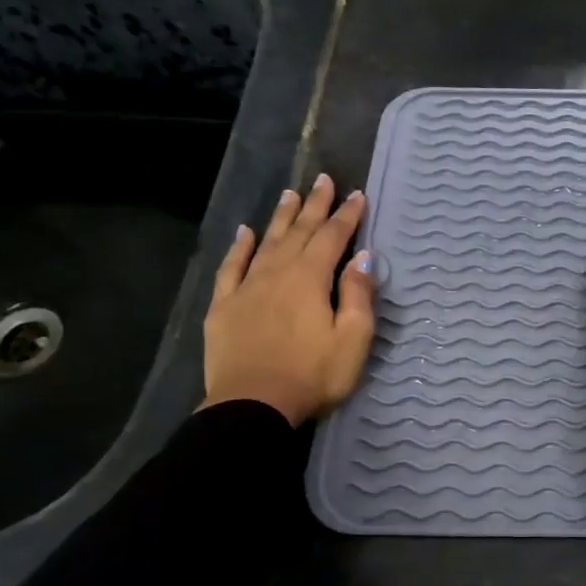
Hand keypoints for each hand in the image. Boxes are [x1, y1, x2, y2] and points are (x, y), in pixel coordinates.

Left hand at [201, 175, 373, 426]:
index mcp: (311, 280)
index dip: (347, 217)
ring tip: (291, 194)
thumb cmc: (313, 375)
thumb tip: (362, 258)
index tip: (357, 195)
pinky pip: (232, 267)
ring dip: (281, 218)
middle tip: (324, 180)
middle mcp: (277, 273)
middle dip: (315, 206)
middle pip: (299, 233)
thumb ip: (358, 295)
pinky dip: (239, 247)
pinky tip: (244, 232)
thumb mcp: (352, 339)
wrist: (253, 405)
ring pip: (266, 242)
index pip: (333, 239)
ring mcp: (246, 288)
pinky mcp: (224, 306)